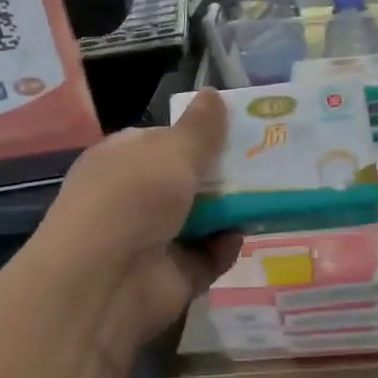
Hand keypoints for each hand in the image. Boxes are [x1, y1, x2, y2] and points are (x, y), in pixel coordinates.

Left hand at [30, 91, 241, 365]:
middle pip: (190, 178)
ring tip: (271, 191)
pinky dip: (226, 246)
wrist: (105, 283)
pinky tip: (240, 234)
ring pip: (205, 216)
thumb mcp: (170, 151)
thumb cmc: (132, 199)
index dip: (199, 132)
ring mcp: (155, 238)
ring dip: (232, 208)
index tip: (240, 127)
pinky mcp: (175, 274)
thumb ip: (199, 127)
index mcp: (124, 159)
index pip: (164, 139)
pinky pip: (210, 254)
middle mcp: (136, 197)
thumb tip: (213, 93)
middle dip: (224, 170)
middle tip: (268, 158)